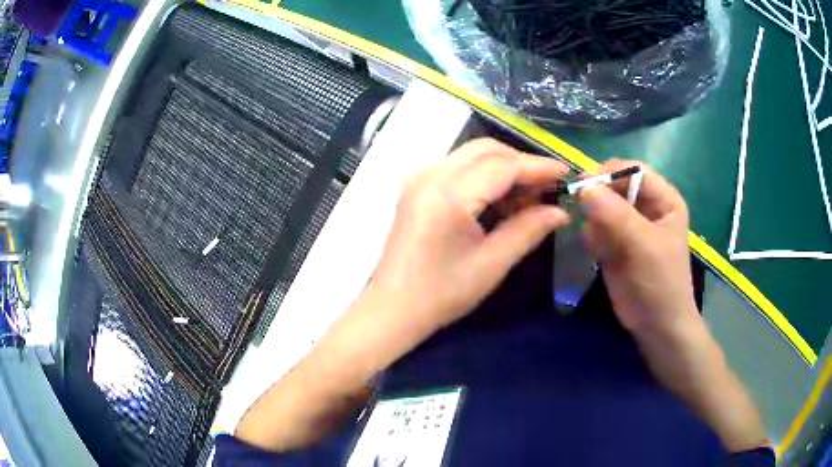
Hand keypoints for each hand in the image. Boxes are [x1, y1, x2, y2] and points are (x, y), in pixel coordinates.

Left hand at [370, 138, 570, 331]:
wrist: (392, 309)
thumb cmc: (441, 294)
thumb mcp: (492, 264)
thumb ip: (528, 230)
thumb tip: (561, 211)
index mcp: (449, 194)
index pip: (503, 166)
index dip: (539, 167)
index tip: (567, 173)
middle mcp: (431, 174)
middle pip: (486, 149)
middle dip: (521, 162)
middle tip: (548, 186)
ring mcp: (419, 178)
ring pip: (471, 155)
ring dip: (503, 167)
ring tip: (529, 195)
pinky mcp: (416, 187)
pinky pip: (458, 167)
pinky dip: (484, 175)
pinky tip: (500, 198)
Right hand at [579, 160, 699, 339]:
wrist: (656, 326)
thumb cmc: (661, 283)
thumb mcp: (645, 246)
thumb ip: (617, 215)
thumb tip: (584, 187)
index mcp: (663, 198)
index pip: (634, 170)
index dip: (610, 172)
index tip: (584, 184)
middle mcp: (645, 206)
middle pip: (614, 185)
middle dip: (597, 198)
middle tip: (580, 211)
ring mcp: (627, 225)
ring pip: (600, 206)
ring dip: (593, 221)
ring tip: (598, 244)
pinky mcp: (613, 243)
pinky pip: (594, 228)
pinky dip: (591, 238)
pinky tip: (597, 255)